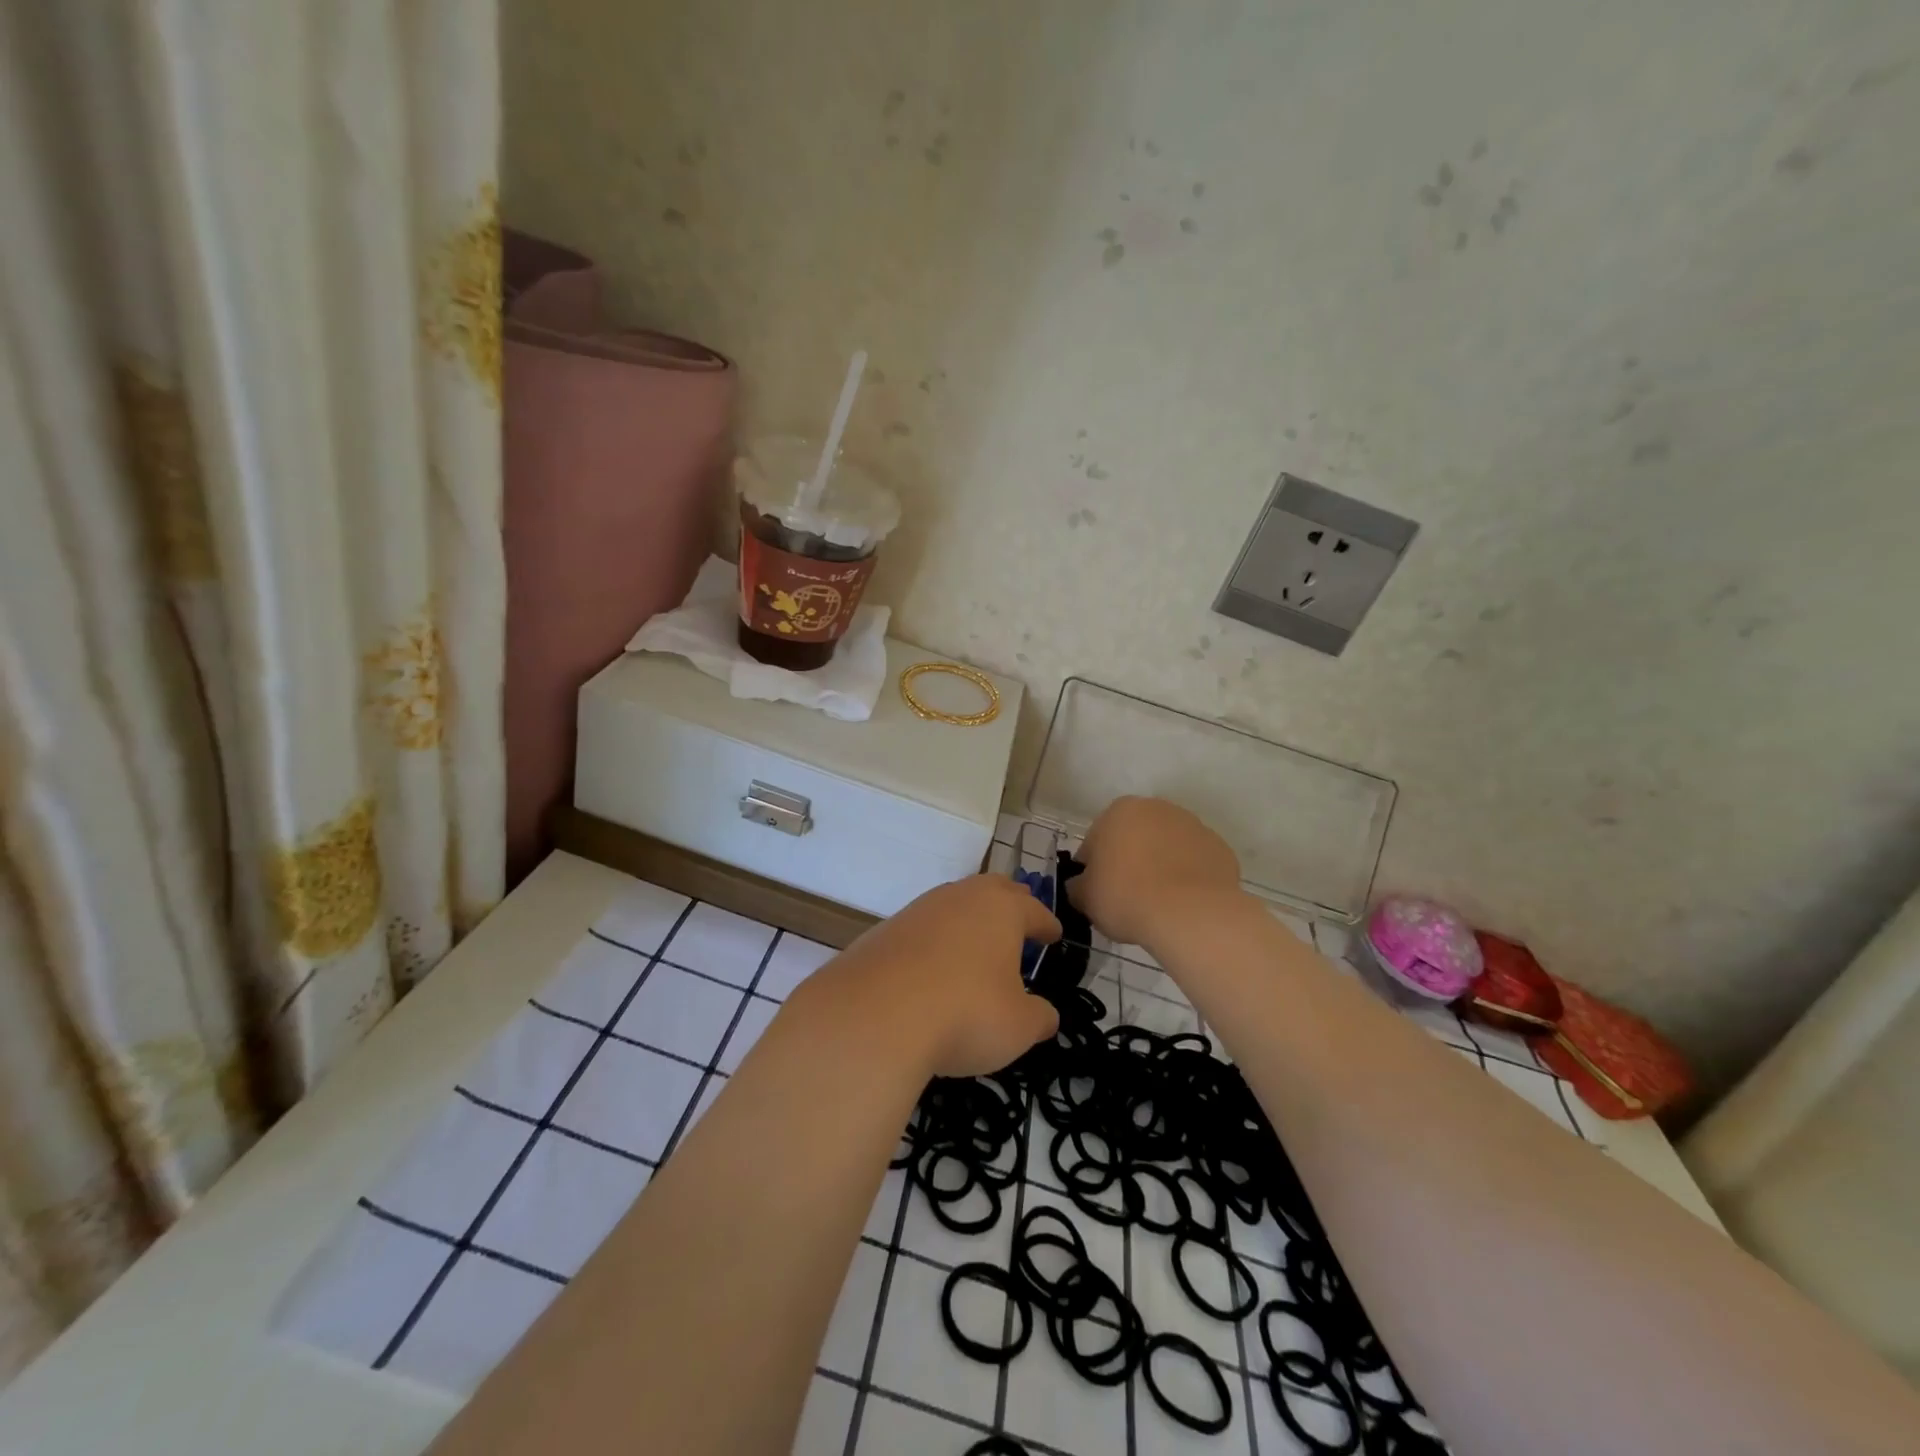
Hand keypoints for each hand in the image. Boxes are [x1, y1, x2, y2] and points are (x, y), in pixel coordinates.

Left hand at [804, 875, 1061, 1078]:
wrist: (874, 1015)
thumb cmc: (965, 1013)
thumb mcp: (1018, 1027)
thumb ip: (1039, 1018)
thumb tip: (1046, 1015)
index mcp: (1001, 909)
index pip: (1033, 910)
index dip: (1047, 925)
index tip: (1053, 935)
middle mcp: (960, 897)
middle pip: (992, 890)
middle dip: (1009, 904)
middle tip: (1019, 922)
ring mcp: (919, 910)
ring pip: (953, 905)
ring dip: (968, 922)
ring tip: (976, 949)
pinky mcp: (886, 930)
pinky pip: (923, 929)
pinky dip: (935, 943)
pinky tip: (933, 969)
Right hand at [1068, 796, 1241, 948]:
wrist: (1190, 914)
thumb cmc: (1126, 896)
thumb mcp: (1085, 897)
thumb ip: (1078, 886)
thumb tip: (1081, 886)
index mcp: (1120, 810)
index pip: (1096, 839)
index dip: (1094, 867)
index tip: (1097, 891)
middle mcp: (1158, 808)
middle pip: (1136, 837)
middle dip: (1130, 860)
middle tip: (1127, 896)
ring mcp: (1194, 826)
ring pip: (1168, 848)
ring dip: (1161, 866)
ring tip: (1158, 903)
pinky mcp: (1220, 849)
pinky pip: (1195, 864)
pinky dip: (1189, 878)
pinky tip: (1184, 904)